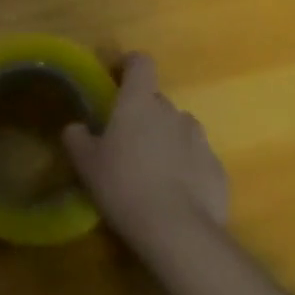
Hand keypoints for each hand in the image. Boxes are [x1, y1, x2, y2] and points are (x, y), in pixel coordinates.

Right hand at [62, 53, 229, 251]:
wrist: (178, 232)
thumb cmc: (124, 186)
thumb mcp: (86, 164)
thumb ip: (77, 138)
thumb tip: (77, 127)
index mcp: (139, 102)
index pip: (141, 62)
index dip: (130, 66)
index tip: (118, 79)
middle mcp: (172, 112)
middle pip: (157, 101)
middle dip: (145, 115)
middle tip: (128, 142)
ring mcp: (200, 140)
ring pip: (180, 129)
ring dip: (168, 140)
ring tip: (154, 171)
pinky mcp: (218, 170)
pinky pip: (198, 158)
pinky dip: (187, 168)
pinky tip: (176, 195)